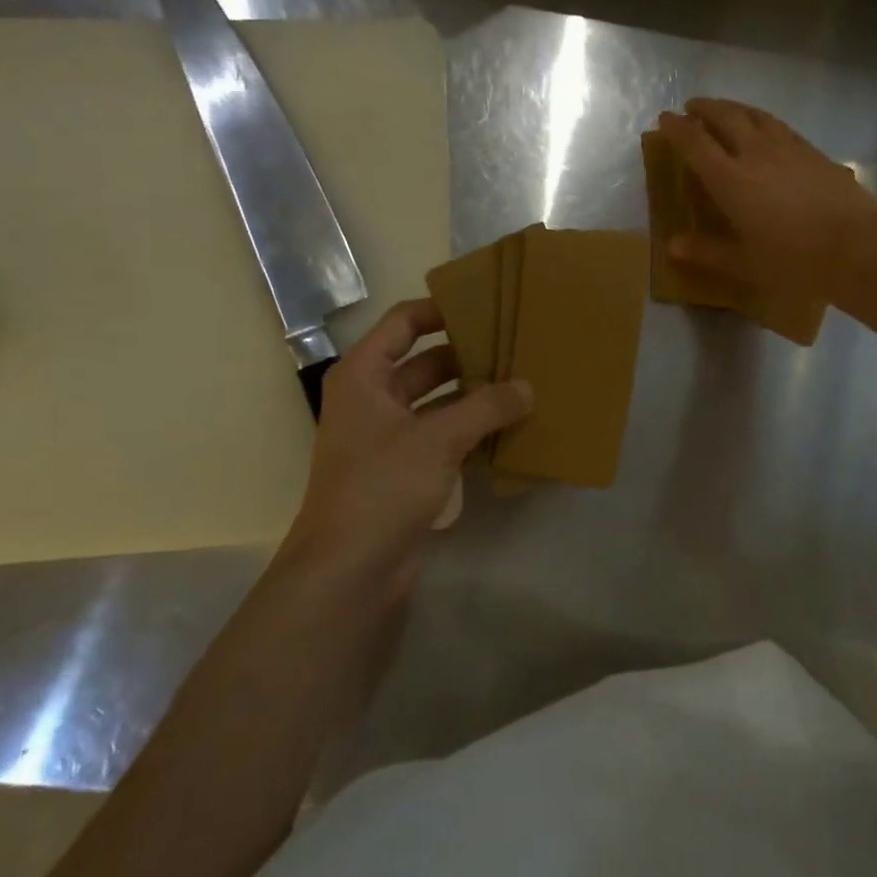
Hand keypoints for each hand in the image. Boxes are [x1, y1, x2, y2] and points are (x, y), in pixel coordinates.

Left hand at [289, 300, 530, 581]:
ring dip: (475, 396)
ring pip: (439, 402)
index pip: (404, 323)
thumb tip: (527, 387)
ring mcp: (389, 436)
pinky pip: (443, 436)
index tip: (487, 307)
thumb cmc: (382, 487)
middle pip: (426, 362)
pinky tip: (510, 430)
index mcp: (364, 375)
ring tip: (523, 385)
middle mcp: (373, 399)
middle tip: (518, 348)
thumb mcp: (437, 439)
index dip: (442, 310)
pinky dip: (472, 431)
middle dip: (469, 356)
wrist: (349, 569)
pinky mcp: (406, 469)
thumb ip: (486, 407)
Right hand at [655, 99, 876, 298]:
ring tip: (724, 110)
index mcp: (730, 180)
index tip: (664, 119)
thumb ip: (706, 251)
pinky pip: (779, 126)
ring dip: (733, 108)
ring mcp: (788, 148)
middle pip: (725, 117)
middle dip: (704, 109)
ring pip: (754, 115)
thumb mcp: (744, 263)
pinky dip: (761, 120)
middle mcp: (755, 154)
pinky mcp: (813, 151)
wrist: (856, 247)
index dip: (677, 128)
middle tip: (691, 108)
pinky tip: (764, 129)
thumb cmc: (793, 260)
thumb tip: (672, 245)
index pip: (695, 143)